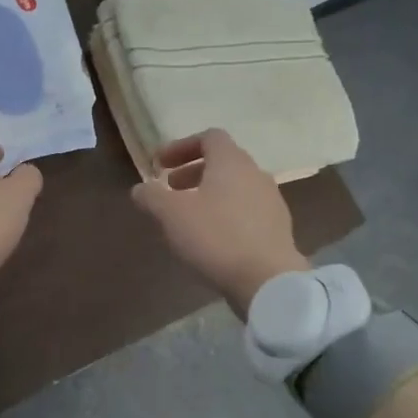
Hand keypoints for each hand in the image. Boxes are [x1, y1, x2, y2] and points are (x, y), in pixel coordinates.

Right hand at [132, 129, 307, 316]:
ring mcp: (271, 201)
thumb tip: (139, 189)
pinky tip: (212, 237)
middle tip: (170, 189)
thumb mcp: (171, 215)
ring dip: (209, 194)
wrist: (268, 280)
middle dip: (192, 172)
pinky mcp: (277, 228)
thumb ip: (152, 196)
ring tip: (188, 216)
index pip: (209, 137)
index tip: (160, 164)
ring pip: (235, 187)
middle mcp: (255, 174)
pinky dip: (225, 213)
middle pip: (223, 162)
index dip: (181, 146)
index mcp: (231, 162)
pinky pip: (246, 210)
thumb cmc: (216, 237)